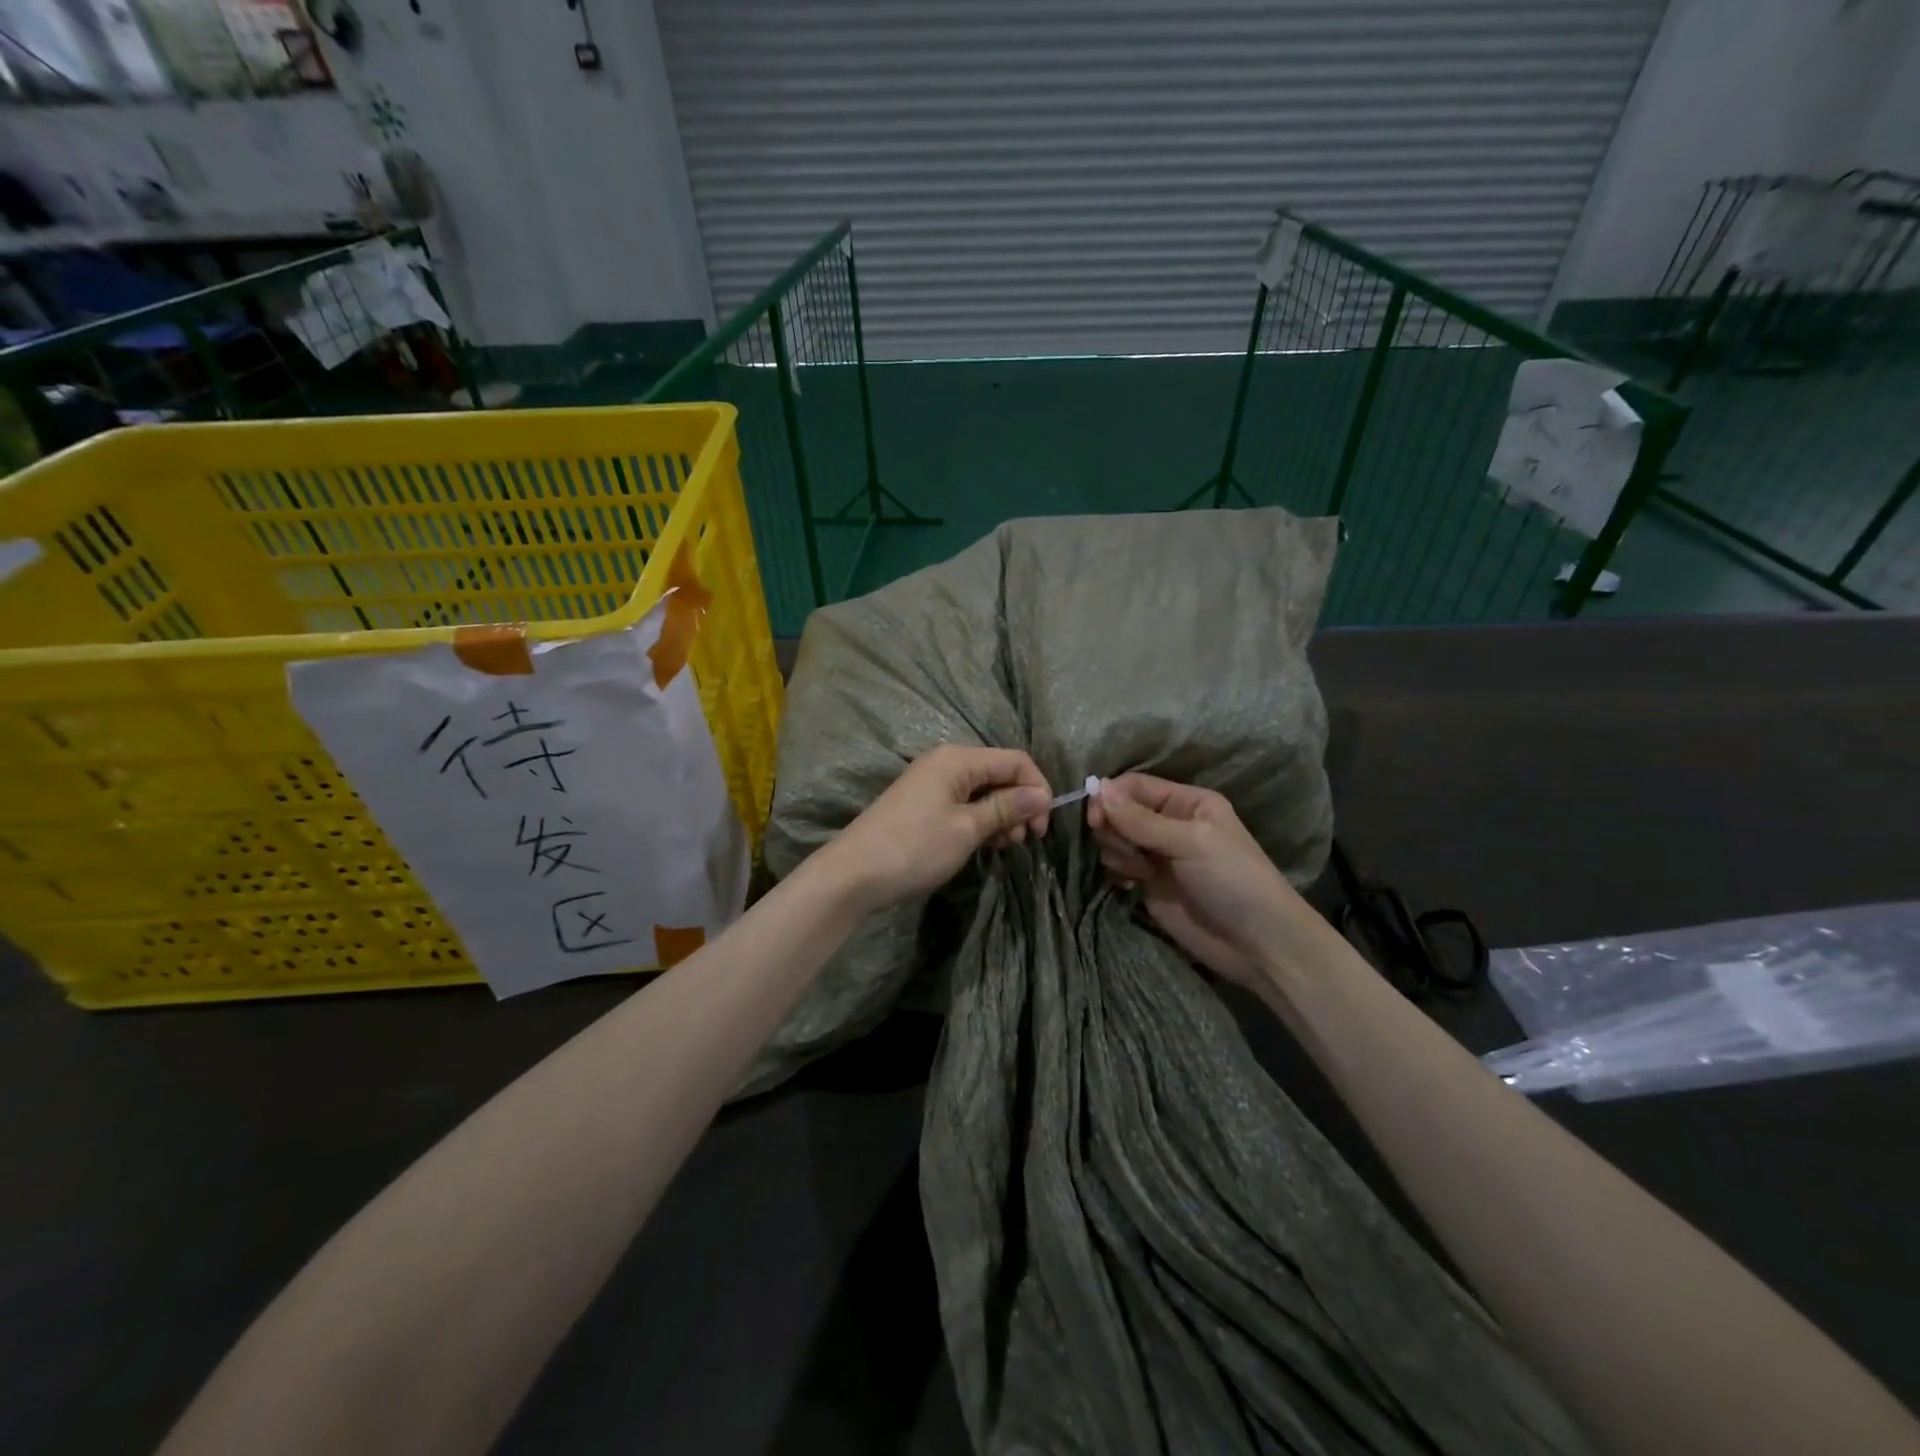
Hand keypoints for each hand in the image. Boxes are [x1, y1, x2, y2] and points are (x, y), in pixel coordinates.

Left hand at [821, 745, 1052, 913]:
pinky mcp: (924, 805)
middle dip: (1019, 804)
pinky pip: (965, 804)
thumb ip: (1006, 808)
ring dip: (1001, 816)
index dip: (1036, 789)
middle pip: (1000, 773)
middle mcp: (946, 762)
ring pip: (984, 791)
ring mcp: (933, 783)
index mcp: (958, 759)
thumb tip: (1043, 795)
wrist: (854, 875)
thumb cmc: (915, 847)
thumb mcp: (967, 828)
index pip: (1015, 760)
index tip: (1042, 827)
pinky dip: (981, 821)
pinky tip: (985, 845)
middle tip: (1023, 841)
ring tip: (1003, 846)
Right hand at [1088, 773, 1296, 988]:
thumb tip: (1097, 786)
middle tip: (1128, 852)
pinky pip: (1117, 866)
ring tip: (1139, 872)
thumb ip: (1140, 819)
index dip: (1110, 798)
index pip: (1134, 786)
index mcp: (1186, 802)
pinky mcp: (1149, 884)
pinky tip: (1130, 886)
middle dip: (1113, 829)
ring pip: (1115, 839)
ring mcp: (1158, 854)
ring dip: (1116, 853)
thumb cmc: (1233, 880)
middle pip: (1119, 811)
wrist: (1257, 944)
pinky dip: (1116, 872)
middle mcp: (1169, 823)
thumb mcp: (1190, 842)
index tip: (1095, 820)